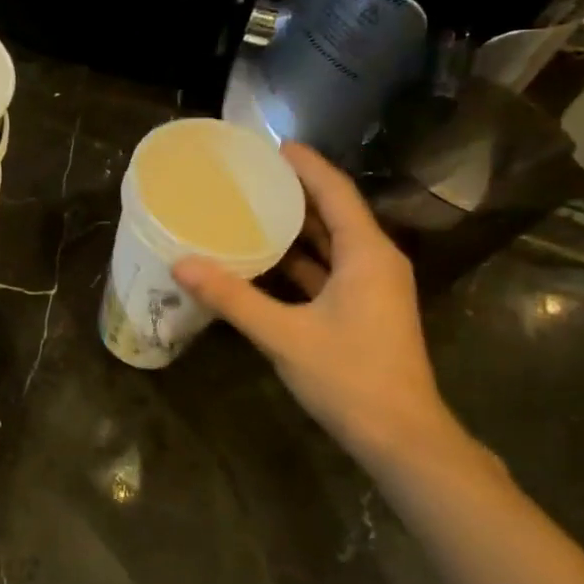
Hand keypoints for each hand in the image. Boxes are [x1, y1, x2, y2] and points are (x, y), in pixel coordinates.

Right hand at [172, 143, 464, 466]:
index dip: (305, 164)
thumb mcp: (284, 335)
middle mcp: (375, 261)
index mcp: (366, 253)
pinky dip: (300, 261)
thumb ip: (233, 298)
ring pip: (331, 243)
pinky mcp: (364, 310)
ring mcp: (372, 287)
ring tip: (250, 208)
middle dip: (295, 191)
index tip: (270, 145)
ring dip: (296, 227)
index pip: (335, 191)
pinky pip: (329, 270)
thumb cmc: (349, 377)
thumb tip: (182, 264)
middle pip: (334, 212)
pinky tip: (264, 260)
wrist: (401, 438)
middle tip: (250, 175)